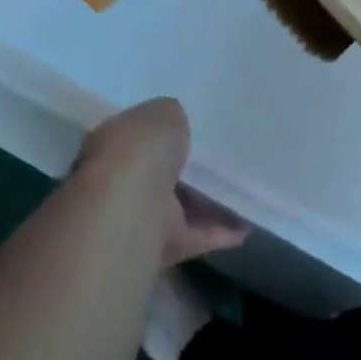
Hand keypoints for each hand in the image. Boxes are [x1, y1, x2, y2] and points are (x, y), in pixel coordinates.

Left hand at [76, 98, 249, 267]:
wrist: (131, 209)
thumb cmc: (141, 150)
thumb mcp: (164, 112)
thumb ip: (172, 118)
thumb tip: (177, 126)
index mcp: (114, 142)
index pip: (137, 135)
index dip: (160, 132)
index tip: (187, 130)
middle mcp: (120, 180)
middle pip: (157, 173)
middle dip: (182, 169)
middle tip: (218, 159)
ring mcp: (139, 216)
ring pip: (178, 207)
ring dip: (205, 203)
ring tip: (241, 190)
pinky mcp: (161, 246)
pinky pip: (195, 235)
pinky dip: (219, 232)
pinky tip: (246, 225)